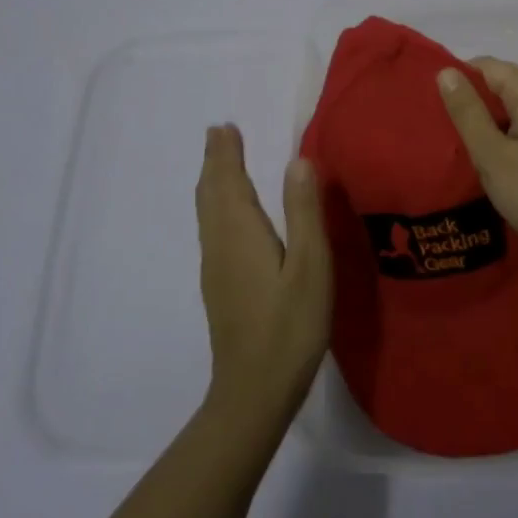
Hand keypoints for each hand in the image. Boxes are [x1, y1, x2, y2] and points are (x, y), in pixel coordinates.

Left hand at [194, 126, 331, 423]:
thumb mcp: (310, 266)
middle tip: (217, 133)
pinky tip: (225, 215)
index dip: (226, 153)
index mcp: (241, 233)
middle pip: (211, 193)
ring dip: (212, 182)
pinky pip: (211, 228)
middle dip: (214, 161)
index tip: (224, 126)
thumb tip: (297, 161)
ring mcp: (215, 267)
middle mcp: (220, 244)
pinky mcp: (218, 285)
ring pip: (207, 212)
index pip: (228, 182)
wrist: (253, 390)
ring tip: (218, 162)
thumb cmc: (290, 326)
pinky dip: (214, 205)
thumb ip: (304, 212)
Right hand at [436, 57, 517, 270]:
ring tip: (460, 142)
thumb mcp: (492, 154)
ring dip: (490, 120)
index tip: (433, 101)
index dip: (460, 77)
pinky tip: (493, 157)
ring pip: (517, 107)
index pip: (491, 66)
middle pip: (506, 84)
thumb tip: (446, 70)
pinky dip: (508, 134)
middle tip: (442, 125)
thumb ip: (467, 112)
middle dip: (474, 99)